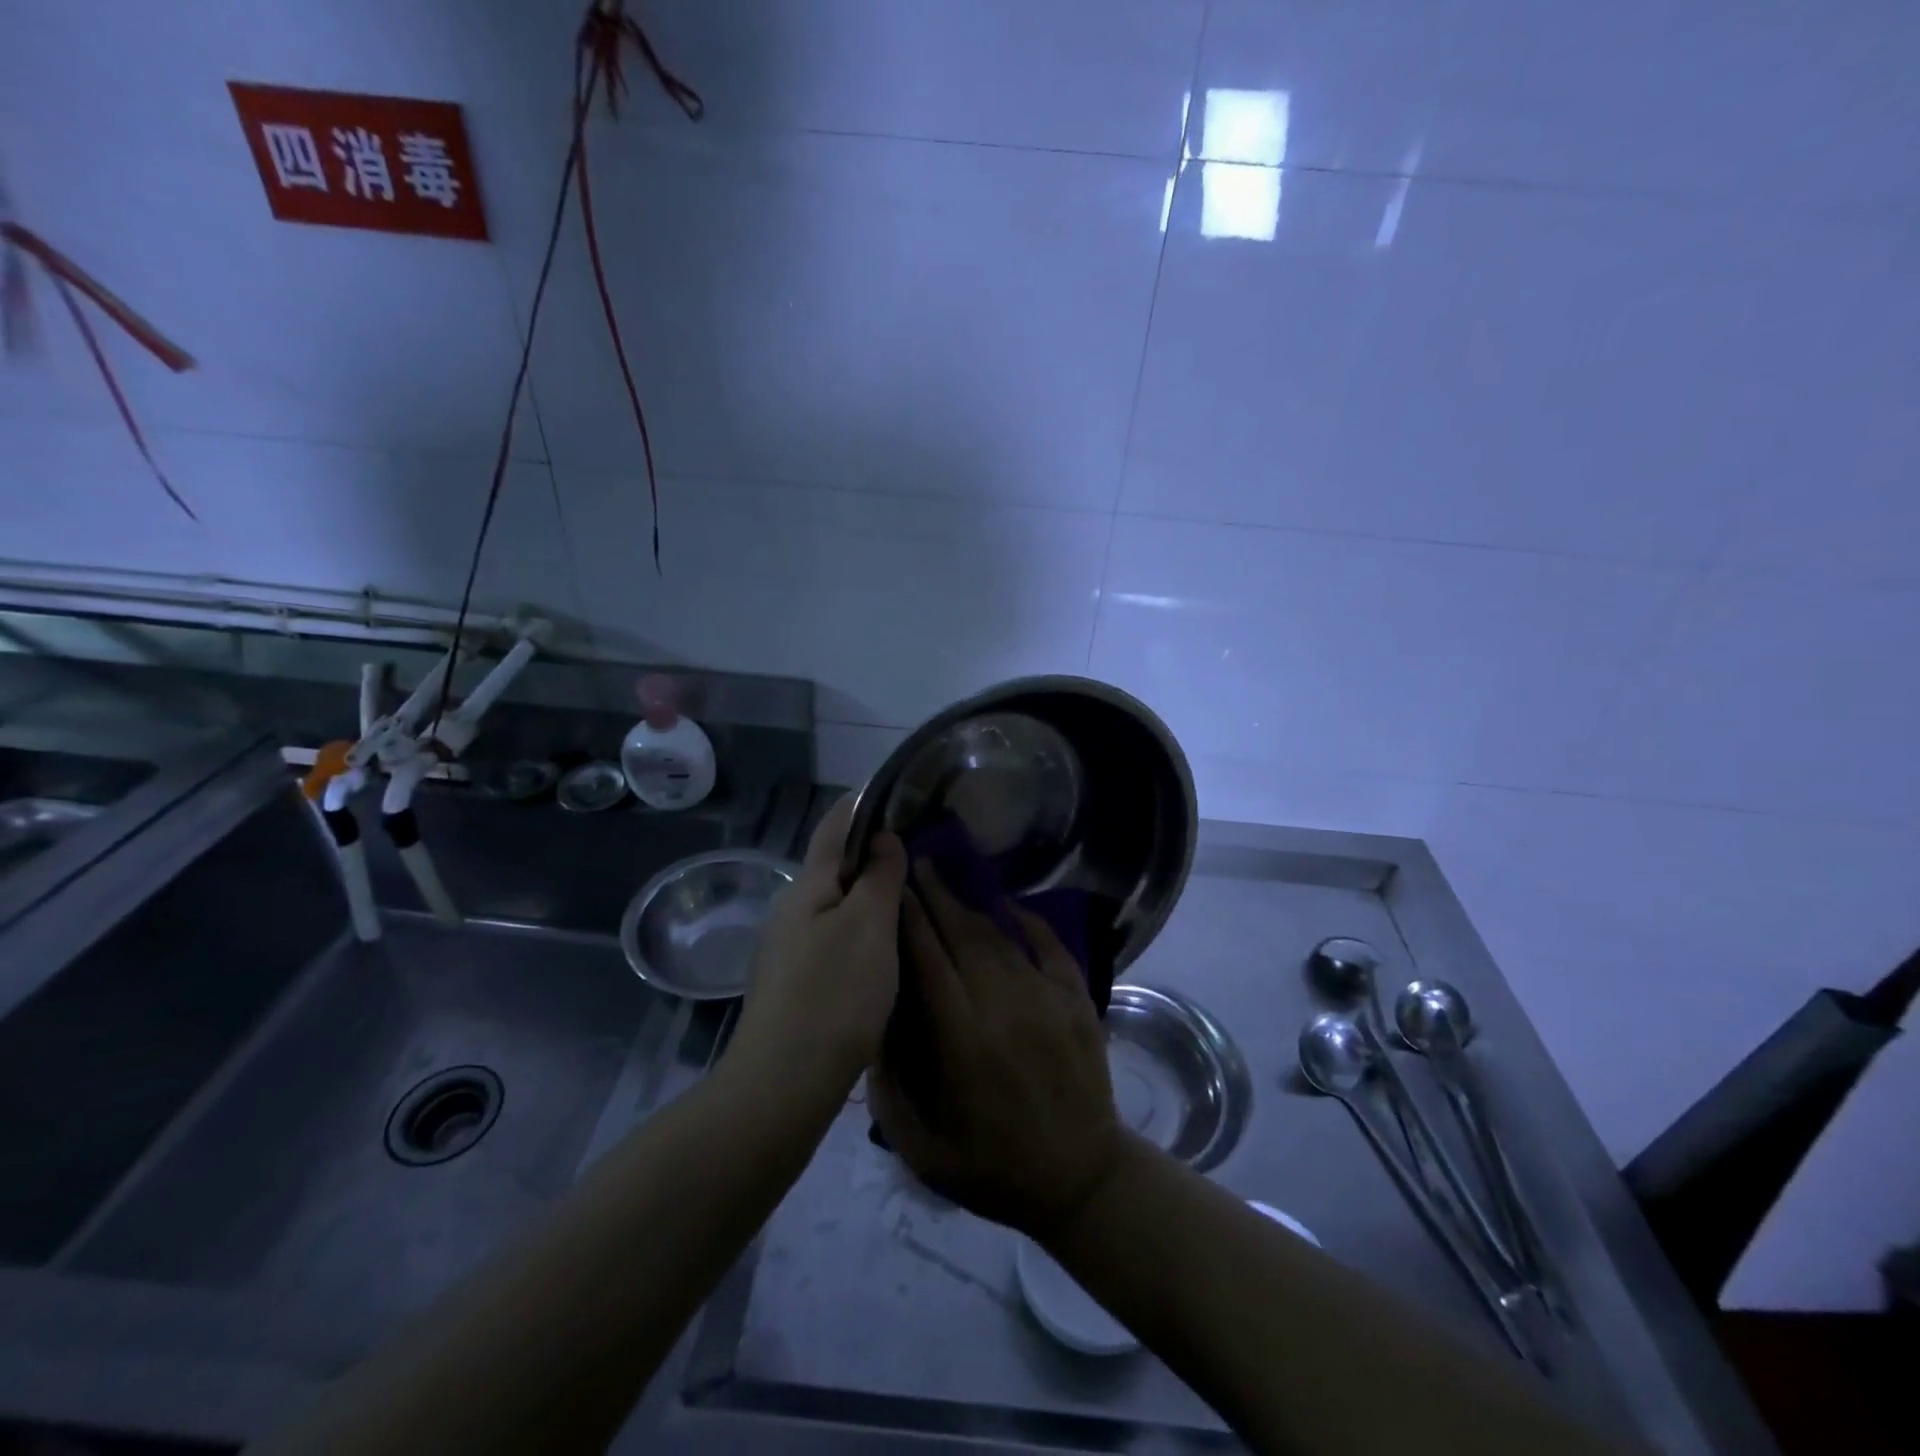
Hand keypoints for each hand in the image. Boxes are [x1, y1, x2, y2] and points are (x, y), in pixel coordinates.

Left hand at [726, 795, 907, 1095]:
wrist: (784, 1083)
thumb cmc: (834, 994)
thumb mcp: (870, 926)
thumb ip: (879, 875)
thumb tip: (883, 837)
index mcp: (809, 884)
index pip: (835, 823)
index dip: (865, 803)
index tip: (900, 794)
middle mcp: (792, 907)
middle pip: (835, 864)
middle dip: (874, 853)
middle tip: (920, 853)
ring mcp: (788, 946)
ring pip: (835, 904)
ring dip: (869, 895)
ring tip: (910, 899)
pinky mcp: (794, 981)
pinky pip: (833, 936)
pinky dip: (861, 929)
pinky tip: (883, 950)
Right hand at [868, 862, 1124, 1240]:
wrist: (1080, 1181)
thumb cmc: (992, 1168)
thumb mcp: (922, 1148)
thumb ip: (888, 1088)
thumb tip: (869, 1025)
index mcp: (961, 1040)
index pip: (927, 960)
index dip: (907, 920)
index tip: (890, 889)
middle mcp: (1002, 1006)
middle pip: (961, 936)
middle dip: (934, 897)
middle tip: (914, 865)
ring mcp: (1045, 998)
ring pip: (998, 937)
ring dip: (969, 905)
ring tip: (946, 880)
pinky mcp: (1076, 999)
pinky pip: (1049, 946)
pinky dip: (1028, 920)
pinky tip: (1008, 903)